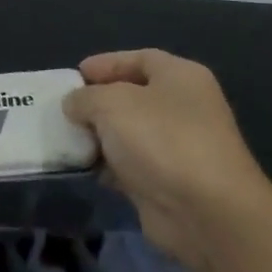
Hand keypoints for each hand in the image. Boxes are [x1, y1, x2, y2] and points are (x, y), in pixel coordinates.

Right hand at [63, 49, 271, 271]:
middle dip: (98, 102)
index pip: (139, 58)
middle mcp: (185, 107)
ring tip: (67, 139)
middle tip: (65, 109)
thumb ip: (85, 97)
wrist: (206, 213)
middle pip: (133, 96)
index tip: (73, 76)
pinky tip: (86, 169)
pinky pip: (132, 165)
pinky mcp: (170, 182)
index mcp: (180, 77)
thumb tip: (75, 105)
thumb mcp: (111, 104)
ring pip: (130, 133)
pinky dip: (109, 166)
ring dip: (100, 136)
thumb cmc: (161, 140)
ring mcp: (180, 147)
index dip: (105, 63)